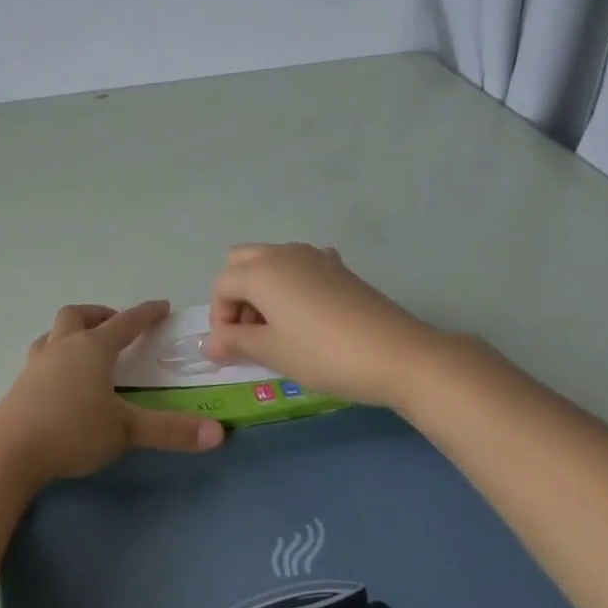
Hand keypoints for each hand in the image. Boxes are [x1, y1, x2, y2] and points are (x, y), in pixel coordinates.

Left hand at [0, 301, 224, 489]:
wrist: (8, 450)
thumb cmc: (72, 431)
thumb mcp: (126, 431)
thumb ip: (170, 431)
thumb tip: (218, 434)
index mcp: (92, 349)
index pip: (125, 323)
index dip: (145, 314)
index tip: (161, 306)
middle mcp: (63, 346)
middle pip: (79, 315)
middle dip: (100, 315)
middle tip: (115, 326)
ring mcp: (37, 363)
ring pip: (54, 333)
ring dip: (72, 332)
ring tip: (85, 349)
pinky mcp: (20, 384)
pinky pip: (41, 356)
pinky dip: (55, 356)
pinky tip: (59, 379)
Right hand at [205, 244, 450, 406]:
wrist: (399, 354)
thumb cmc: (324, 354)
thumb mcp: (273, 352)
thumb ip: (235, 343)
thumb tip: (208, 345)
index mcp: (260, 270)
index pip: (221, 286)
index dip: (219, 319)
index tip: (232, 350)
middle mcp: (283, 253)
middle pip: (240, 262)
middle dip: (236, 294)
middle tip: (250, 332)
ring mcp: (314, 256)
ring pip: (270, 261)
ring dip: (261, 288)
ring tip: (277, 329)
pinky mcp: (339, 267)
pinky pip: (300, 267)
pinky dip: (291, 284)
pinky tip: (307, 314)